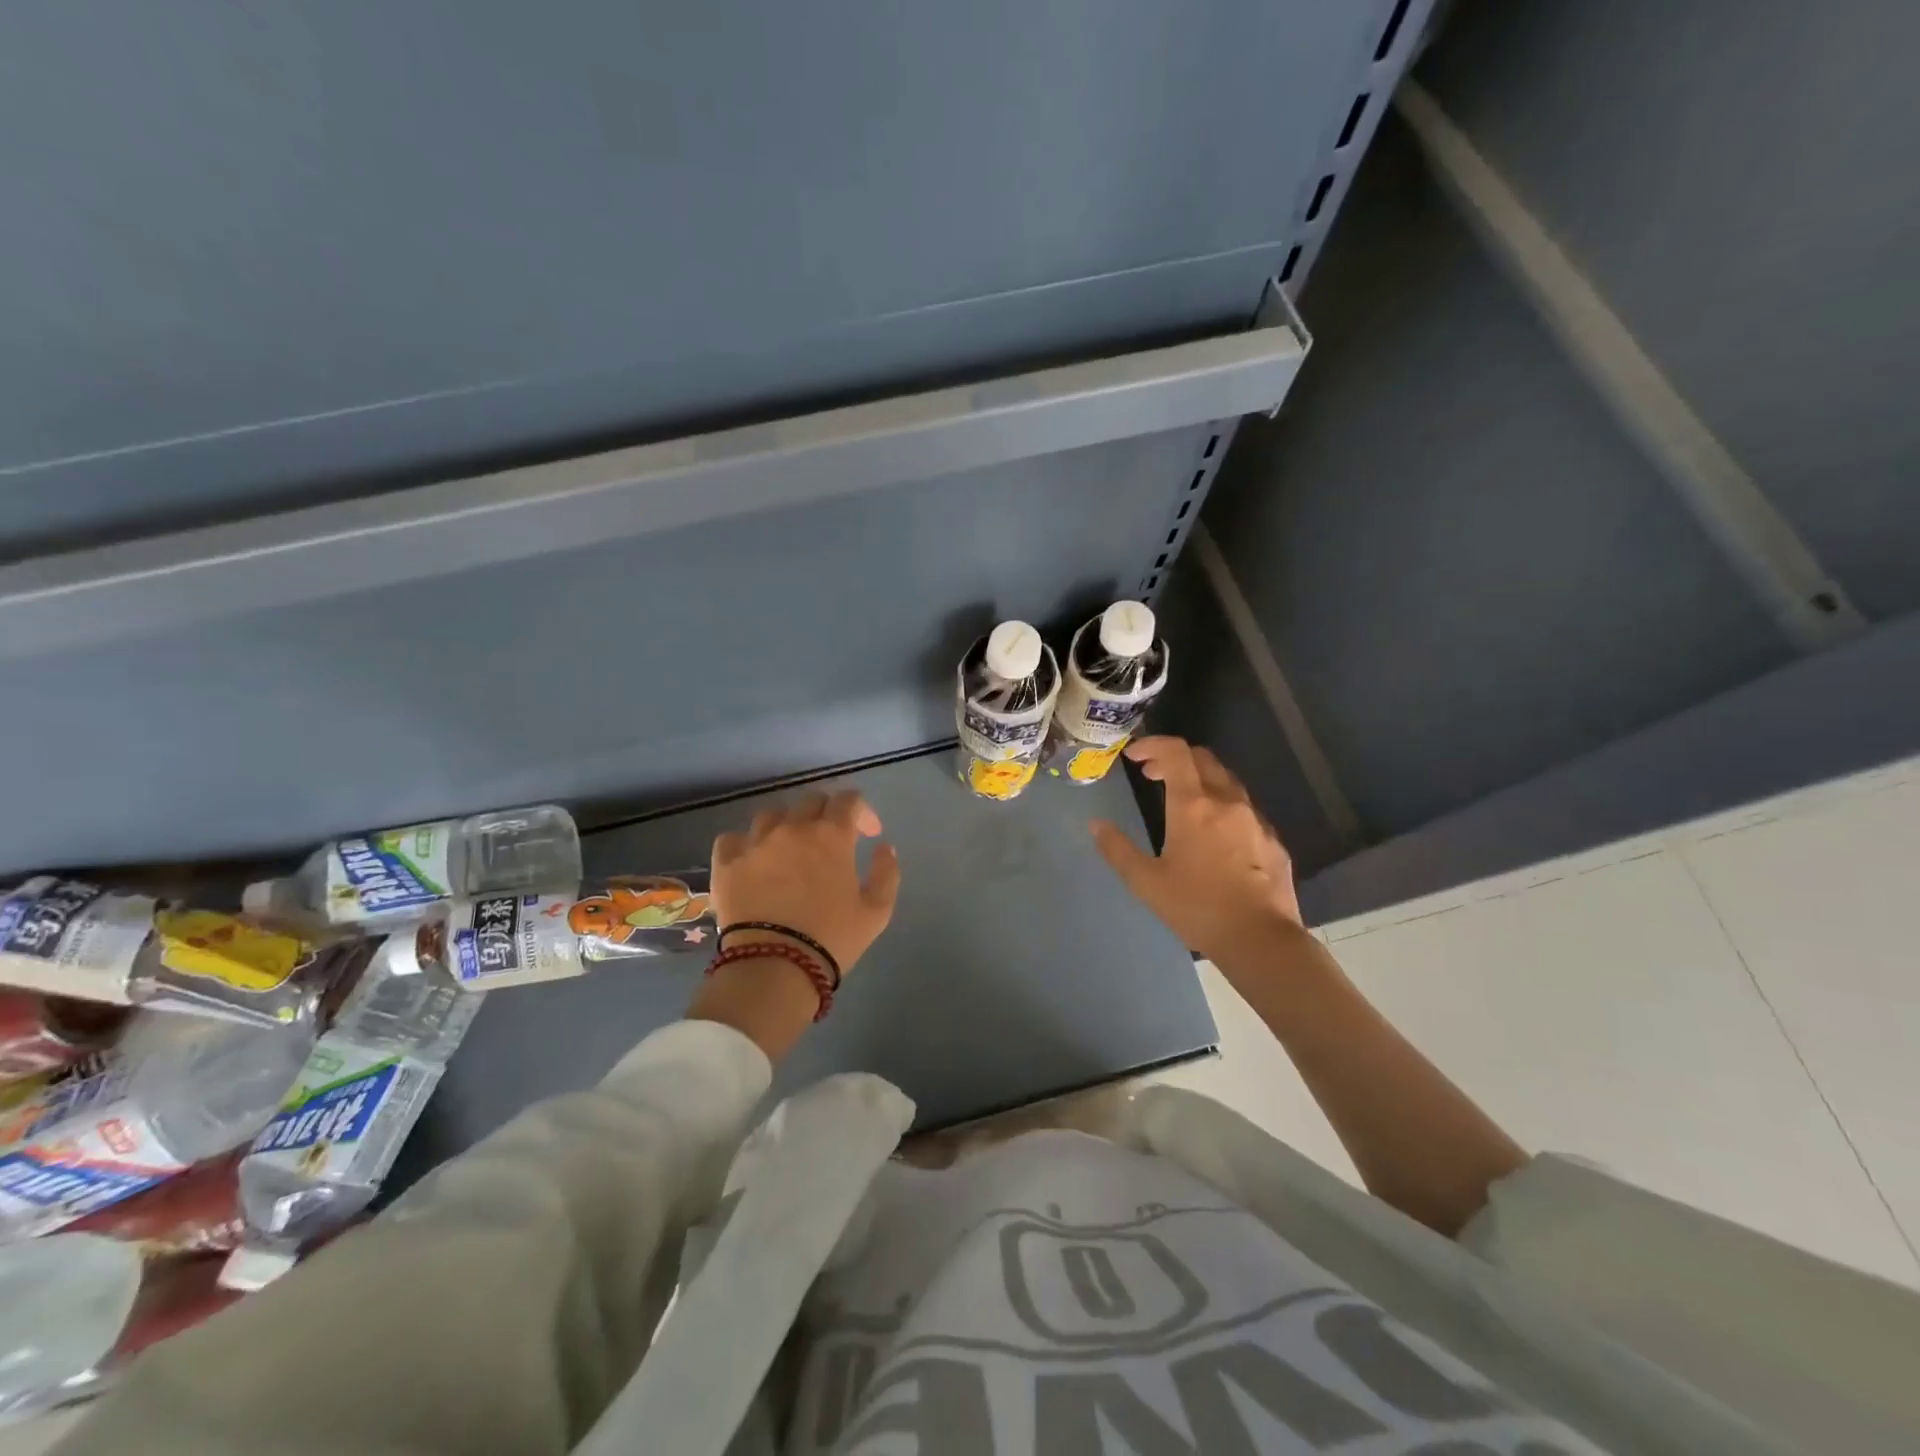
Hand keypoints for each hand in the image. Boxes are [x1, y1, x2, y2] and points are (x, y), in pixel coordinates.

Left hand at [710, 790, 901, 975]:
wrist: (774, 967)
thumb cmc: (832, 939)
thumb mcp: (877, 911)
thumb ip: (886, 873)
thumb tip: (883, 848)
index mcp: (831, 836)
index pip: (849, 800)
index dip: (863, 812)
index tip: (869, 834)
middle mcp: (792, 828)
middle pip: (811, 801)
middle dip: (827, 814)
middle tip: (832, 841)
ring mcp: (755, 843)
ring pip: (772, 815)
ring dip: (787, 824)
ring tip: (790, 849)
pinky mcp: (726, 863)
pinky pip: (733, 838)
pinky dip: (746, 844)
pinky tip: (754, 860)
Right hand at [1090, 736, 1300, 963]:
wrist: (1260, 939)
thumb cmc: (1196, 907)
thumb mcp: (1146, 881)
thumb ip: (1117, 849)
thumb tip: (1096, 824)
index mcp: (1193, 805)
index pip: (1175, 752)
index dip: (1153, 745)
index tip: (1134, 756)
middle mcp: (1227, 801)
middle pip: (1203, 759)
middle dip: (1175, 758)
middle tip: (1152, 775)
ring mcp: (1255, 819)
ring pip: (1227, 781)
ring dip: (1201, 779)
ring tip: (1182, 801)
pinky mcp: (1273, 840)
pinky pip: (1245, 809)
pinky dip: (1223, 805)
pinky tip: (1215, 834)